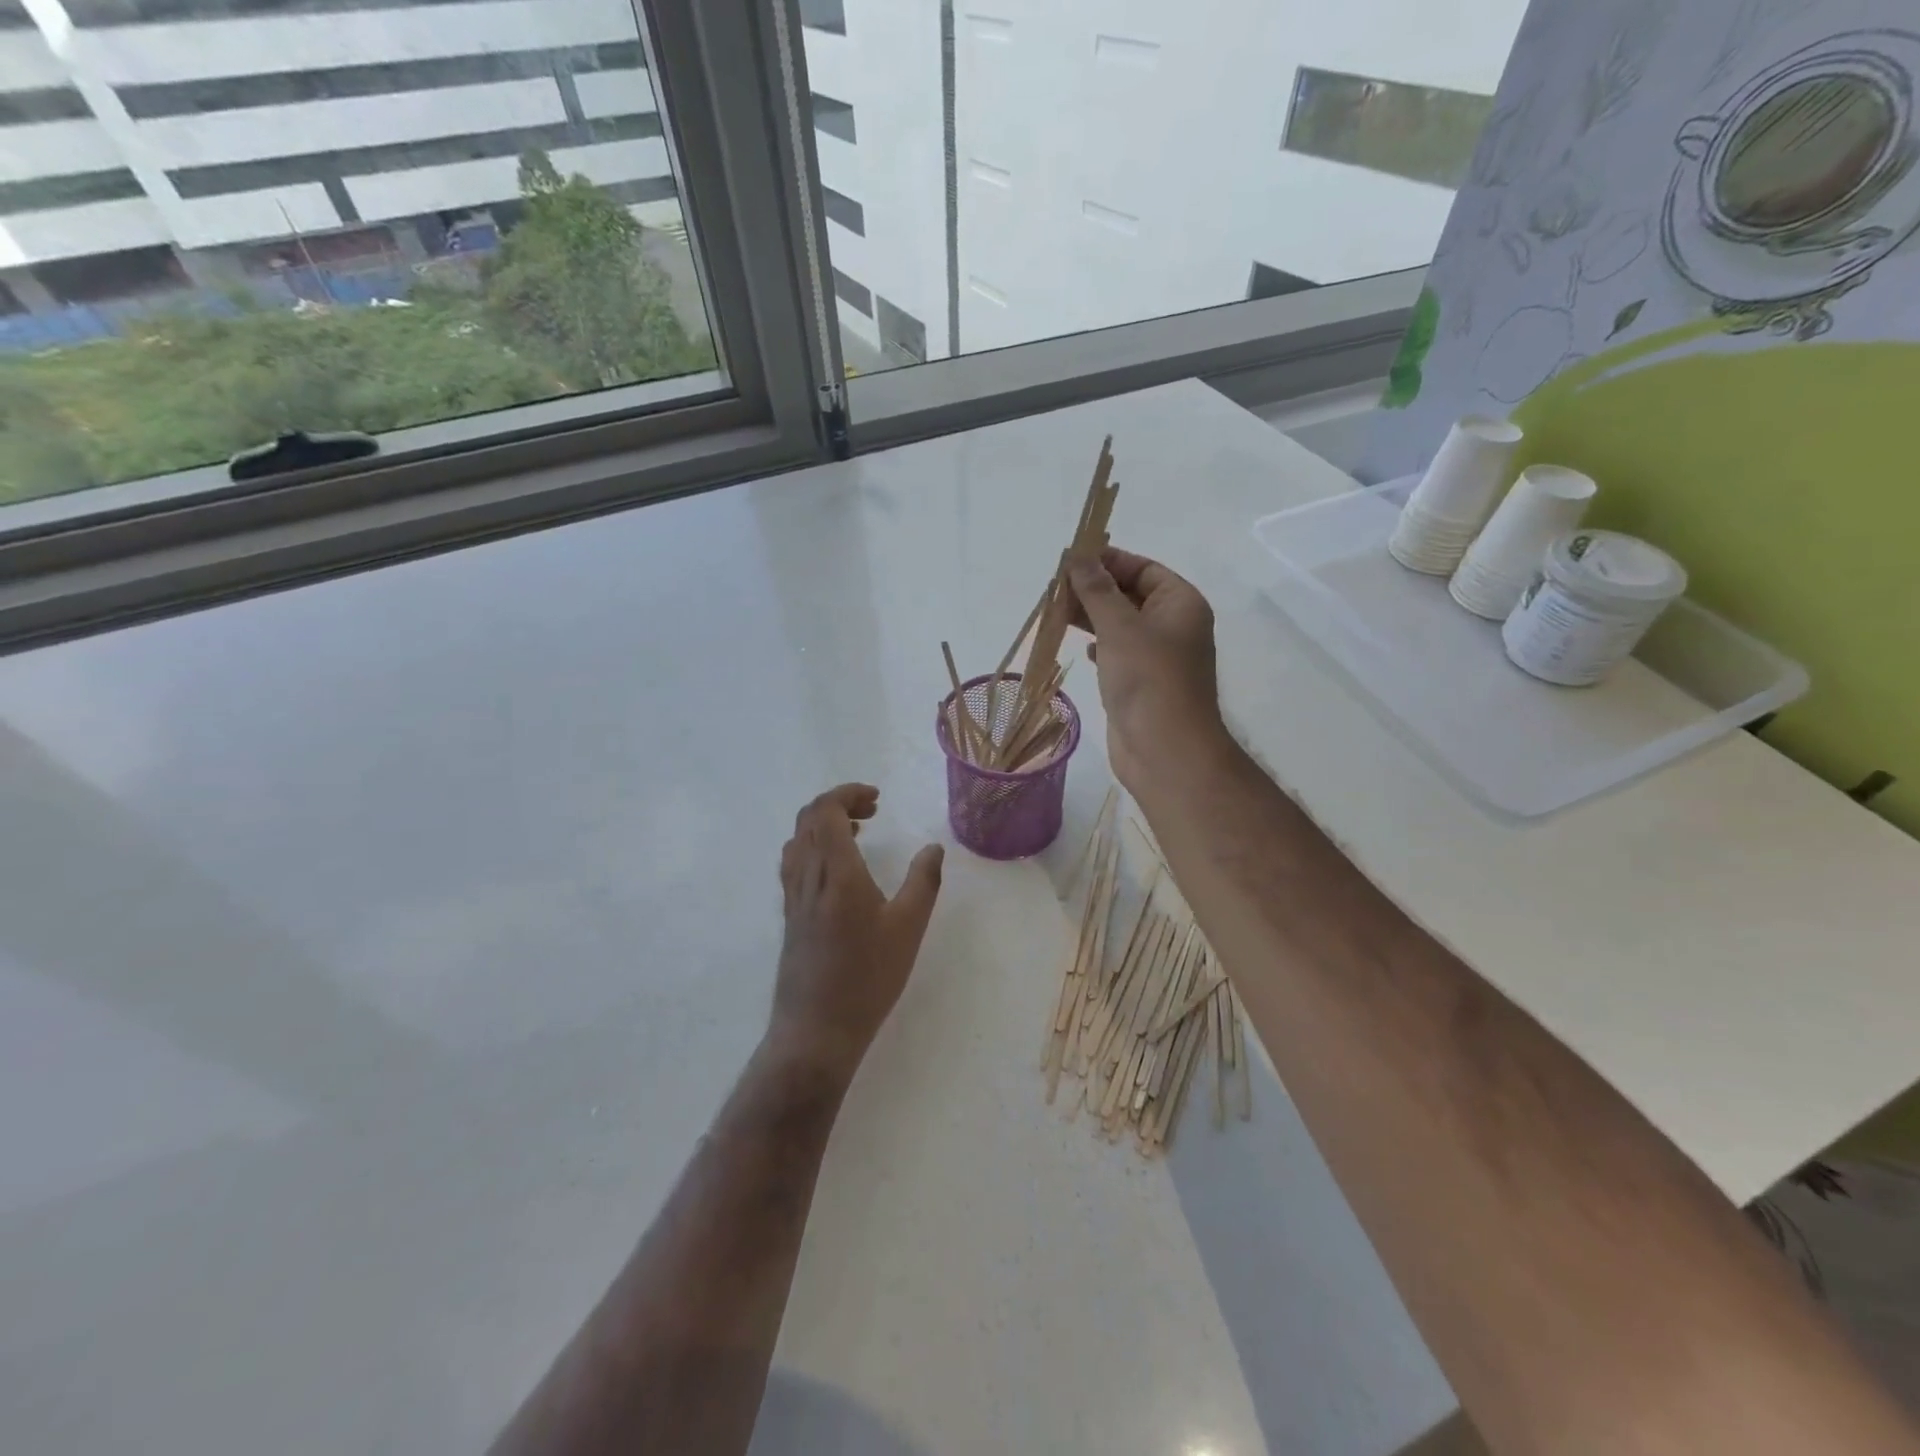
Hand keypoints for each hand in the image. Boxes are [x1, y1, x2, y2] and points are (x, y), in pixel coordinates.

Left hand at [770, 784, 944, 1083]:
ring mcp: (794, 896)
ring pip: (798, 840)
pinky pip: (795, 862)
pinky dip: (813, 846)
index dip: (848, 794)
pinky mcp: (790, 915)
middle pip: (808, 818)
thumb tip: (933, 848)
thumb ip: (924, 882)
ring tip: (857, 833)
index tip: (877, 799)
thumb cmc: (867, 977)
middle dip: (839, 804)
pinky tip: (837, 869)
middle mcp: (807, 875)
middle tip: (872, 812)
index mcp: (835, 871)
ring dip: (823, 824)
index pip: (826, 810)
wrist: (816, 1029)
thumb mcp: (908, 928)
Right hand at [1066, 547, 1229, 796]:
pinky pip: (1119, 654)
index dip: (1109, 561)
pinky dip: (1100, 646)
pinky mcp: (1142, 684)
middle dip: (1095, 590)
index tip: (1072, 560)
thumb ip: (1097, 590)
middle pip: (1131, 595)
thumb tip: (1079, 558)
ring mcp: (1159, 658)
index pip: (1144, 568)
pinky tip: (1083, 648)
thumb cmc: (1148, 680)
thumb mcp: (1119, 627)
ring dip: (1093, 617)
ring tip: (1057, 612)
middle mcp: (1174, 626)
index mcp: (1181, 604)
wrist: (1164, 750)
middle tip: (1056, 587)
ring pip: (1122, 626)